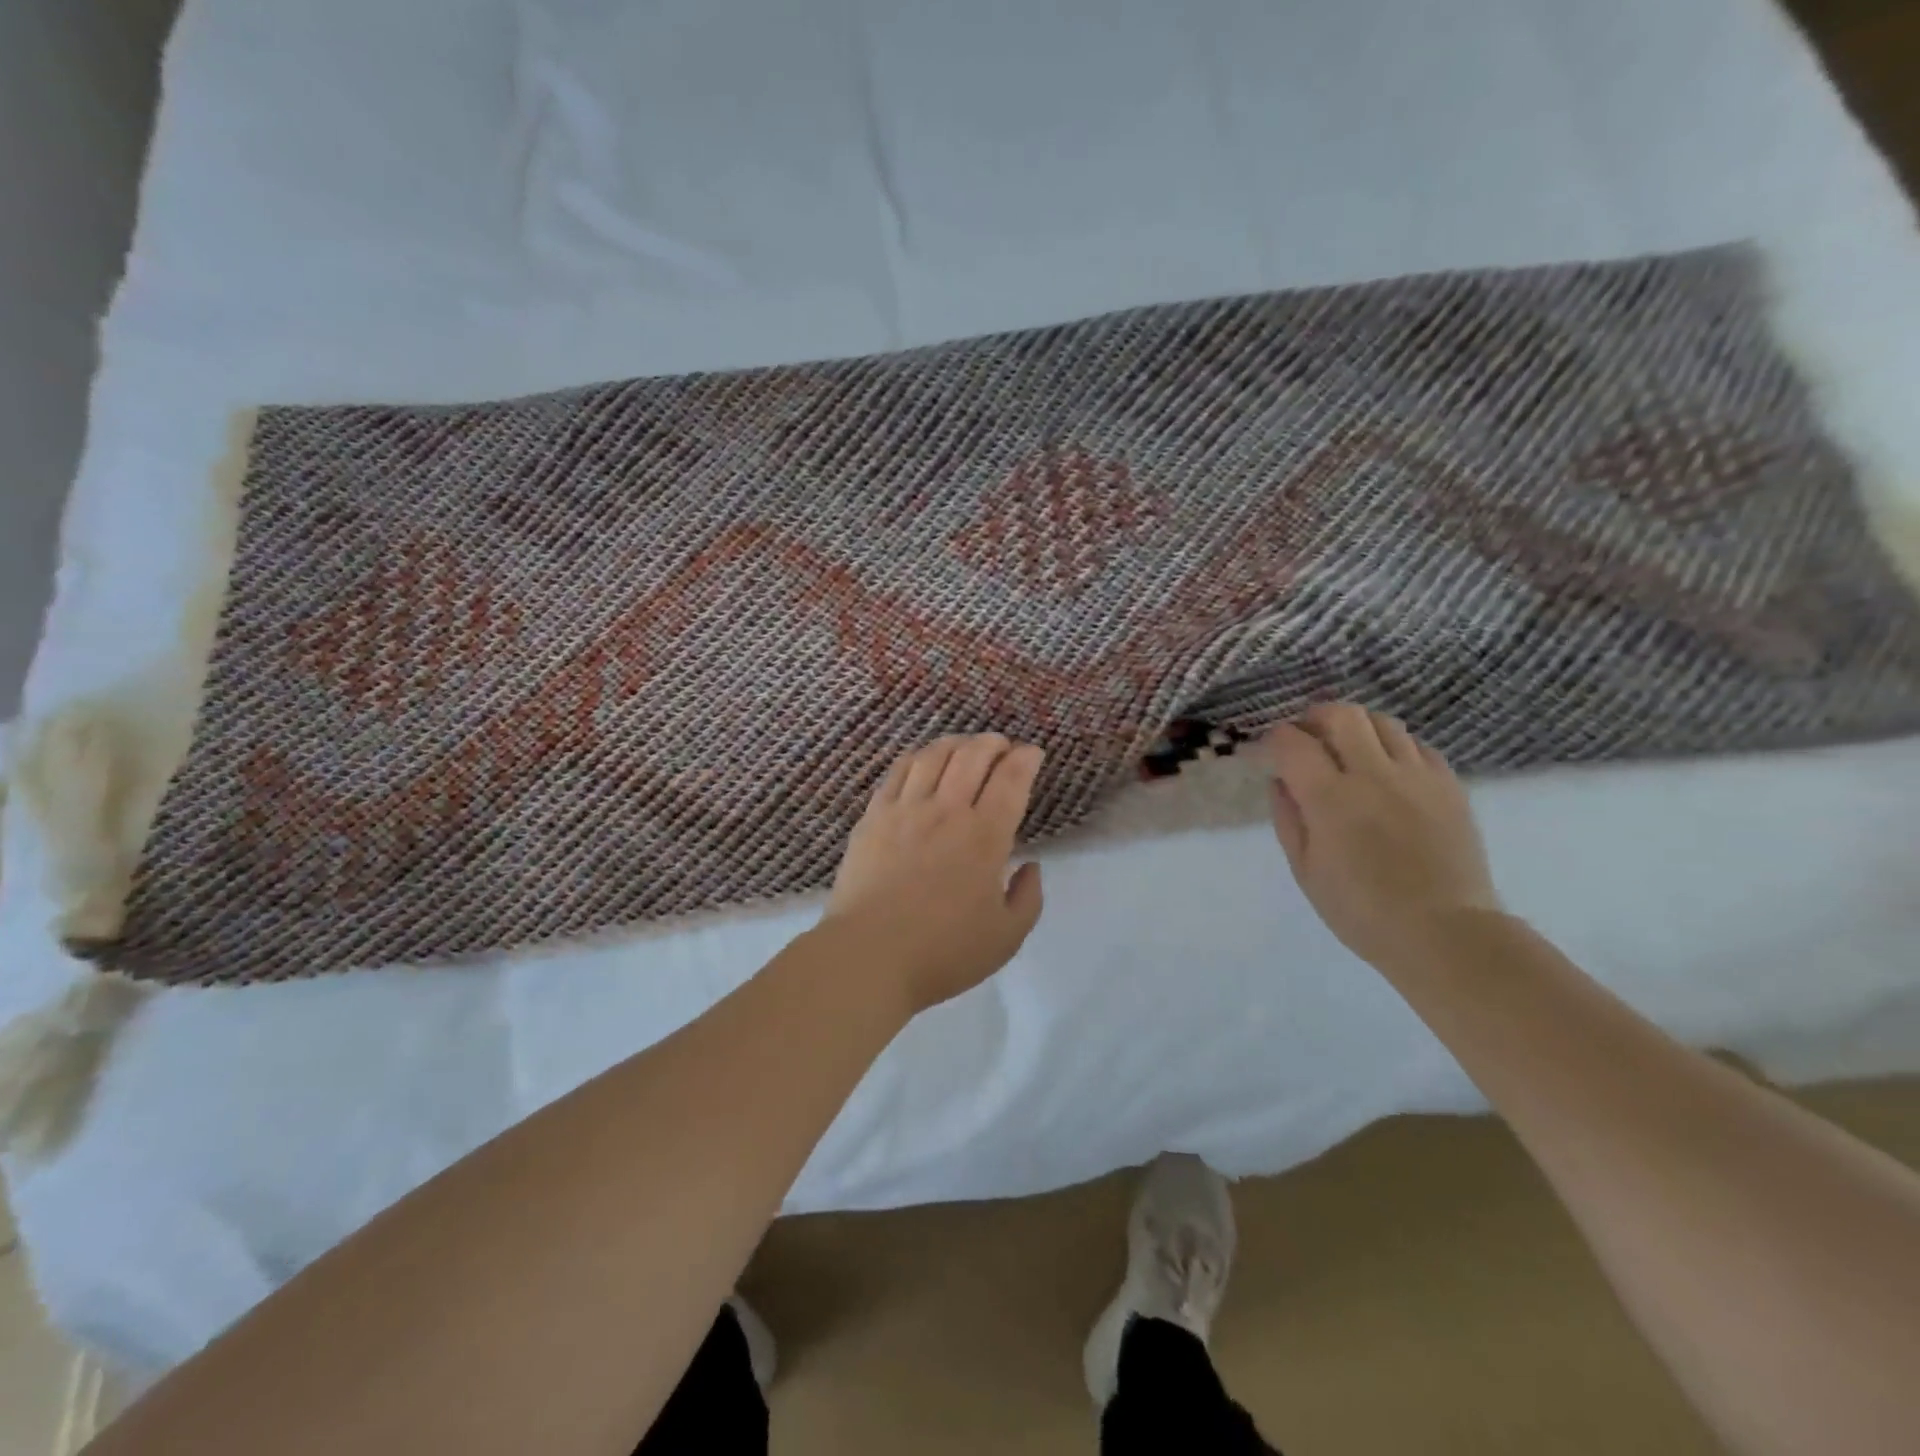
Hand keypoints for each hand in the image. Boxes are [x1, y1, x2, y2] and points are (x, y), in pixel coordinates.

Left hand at [824, 734, 1045, 1014]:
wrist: (869, 956)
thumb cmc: (943, 952)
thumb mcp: (1006, 937)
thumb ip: (1028, 897)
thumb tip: (1030, 866)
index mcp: (985, 836)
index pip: (1011, 779)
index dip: (1026, 759)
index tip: (1032, 753)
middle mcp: (947, 811)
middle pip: (973, 755)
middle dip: (993, 743)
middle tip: (1002, 747)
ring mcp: (905, 809)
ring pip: (934, 755)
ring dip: (956, 742)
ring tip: (965, 745)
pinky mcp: (873, 816)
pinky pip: (898, 771)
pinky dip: (917, 757)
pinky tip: (923, 760)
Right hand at [1263, 704, 1499, 969]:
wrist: (1444, 932)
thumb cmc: (1361, 910)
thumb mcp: (1305, 870)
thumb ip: (1288, 818)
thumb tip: (1281, 781)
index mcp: (1330, 797)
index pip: (1292, 742)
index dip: (1274, 739)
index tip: (1269, 752)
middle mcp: (1373, 774)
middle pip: (1341, 715)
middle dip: (1315, 718)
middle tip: (1308, 738)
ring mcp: (1417, 776)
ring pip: (1383, 722)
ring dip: (1357, 729)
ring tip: (1349, 752)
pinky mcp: (1450, 786)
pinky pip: (1418, 746)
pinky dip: (1394, 748)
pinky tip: (1388, 772)